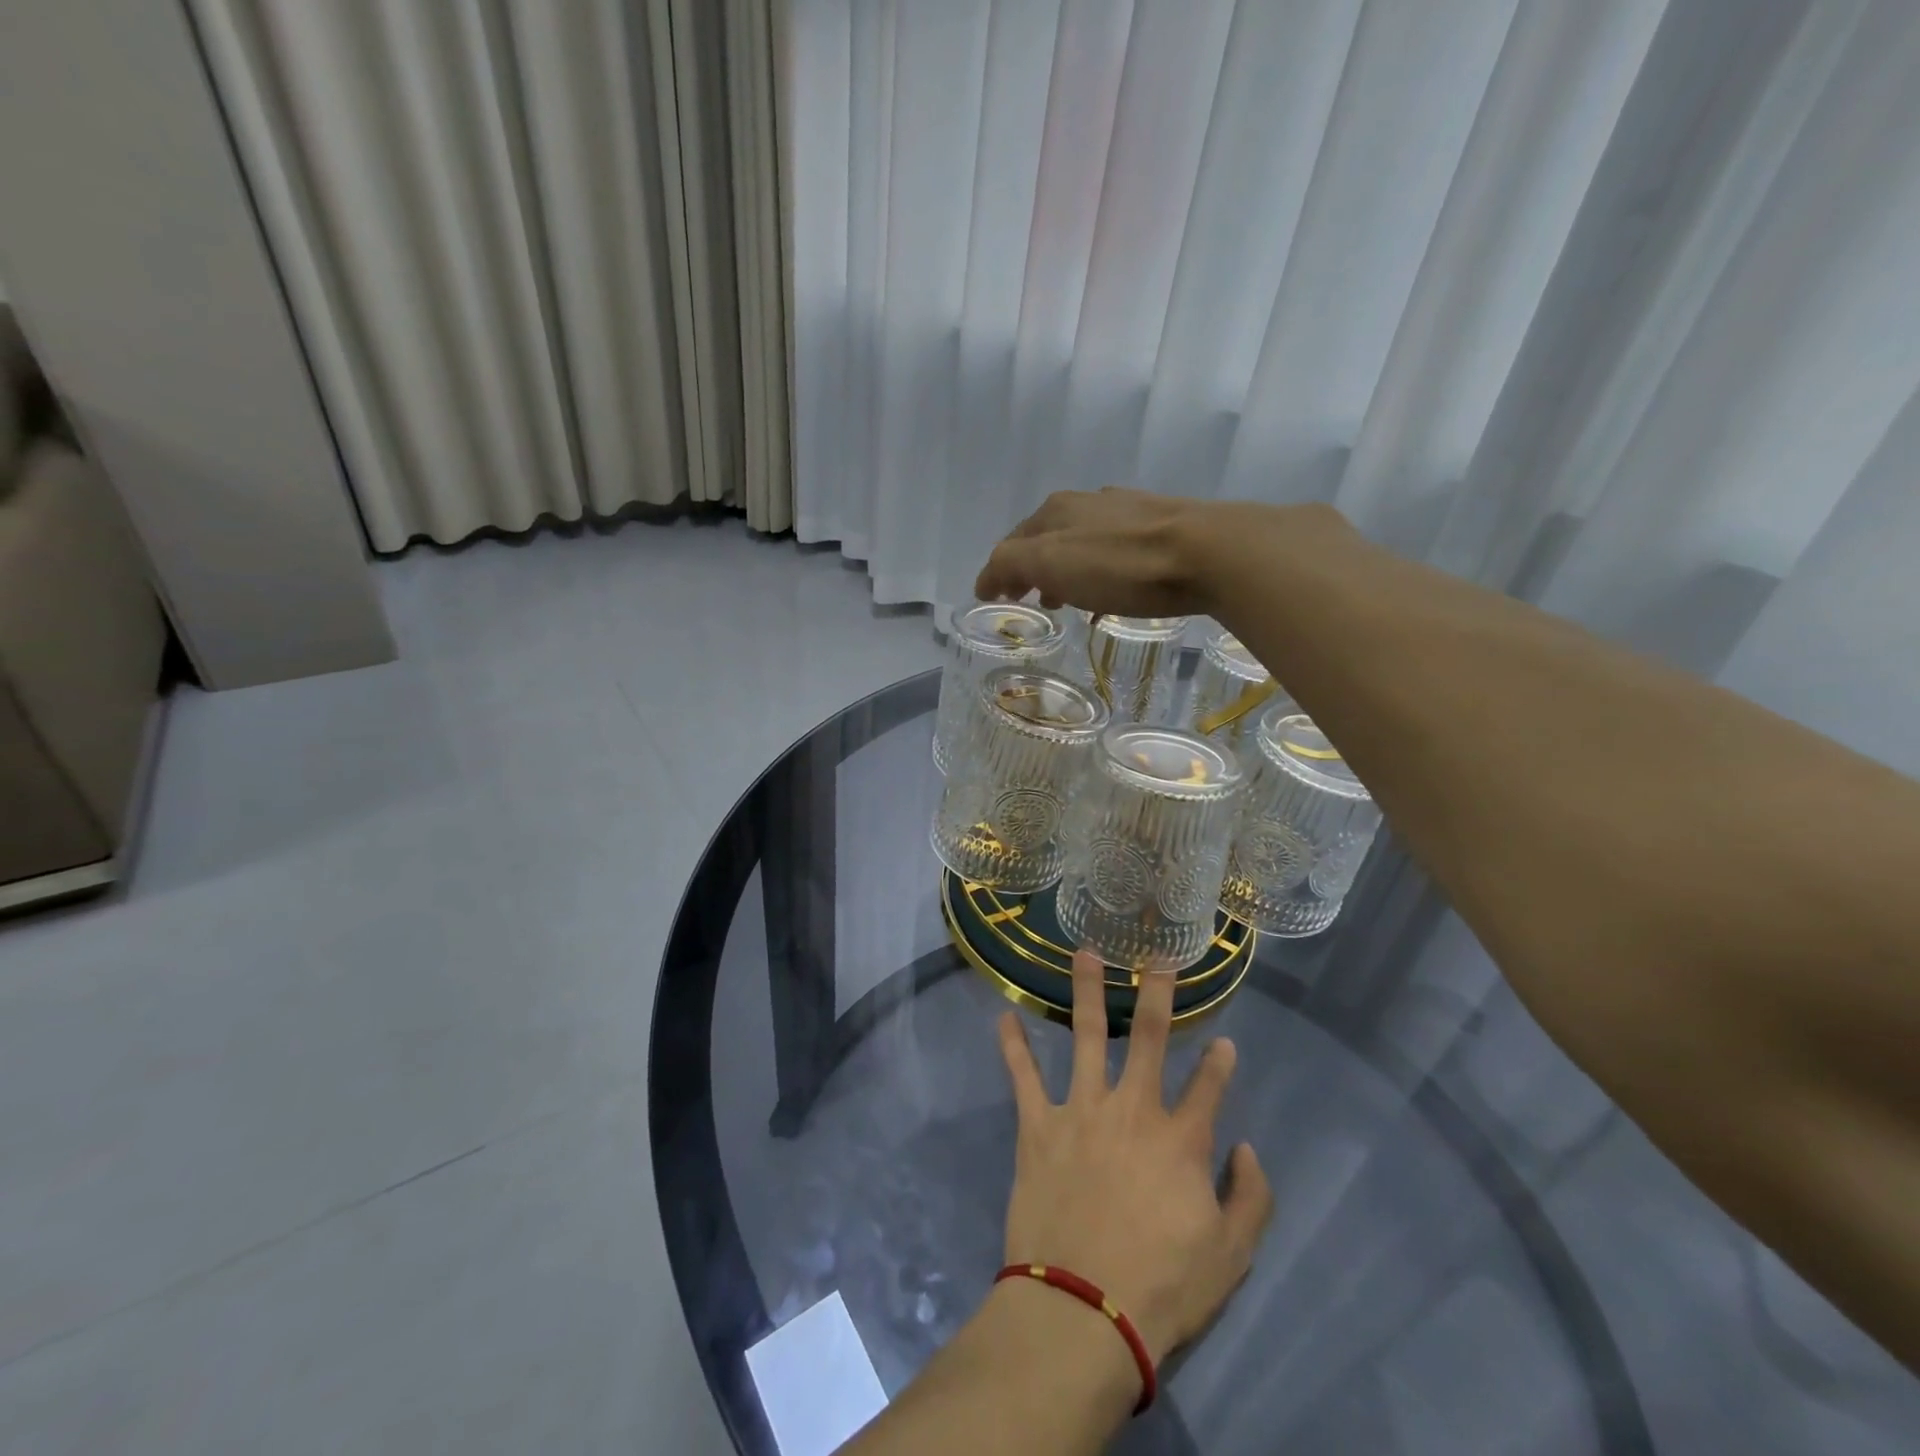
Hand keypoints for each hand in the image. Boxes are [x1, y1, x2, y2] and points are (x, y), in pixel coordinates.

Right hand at [975, 488, 1208, 616]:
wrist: (1208, 552)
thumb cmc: (1120, 564)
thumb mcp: (1050, 563)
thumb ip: (1010, 566)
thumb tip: (986, 579)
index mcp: (1056, 510)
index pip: (1012, 541)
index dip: (998, 571)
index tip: (993, 598)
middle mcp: (1088, 503)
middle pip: (1047, 538)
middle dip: (1032, 569)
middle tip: (1029, 600)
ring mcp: (1128, 512)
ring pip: (1082, 543)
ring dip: (1066, 571)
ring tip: (1068, 601)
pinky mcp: (1162, 527)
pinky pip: (1115, 551)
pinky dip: (1099, 571)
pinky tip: (1112, 591)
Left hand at [996, 949, 1274, 1365]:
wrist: (1084, 1308)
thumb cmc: (1163, 1287)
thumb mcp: (1230, 1256)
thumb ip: (1251, 1198)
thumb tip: (1246, 1148)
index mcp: (1180, 1138)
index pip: (1208, 1086)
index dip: (1219, 1062)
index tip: (1224, 1041)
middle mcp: (1132, 1108)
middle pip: (1147, 1037)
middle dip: (1155, 993)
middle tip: (1157, 959)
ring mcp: (1081, 1110)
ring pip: (1083, 1035)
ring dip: (1085, 991)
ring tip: (1084, 952)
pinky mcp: (1038, 1125)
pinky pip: (1023, 1076)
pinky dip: (1013, 1046)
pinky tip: (1004, 1015)